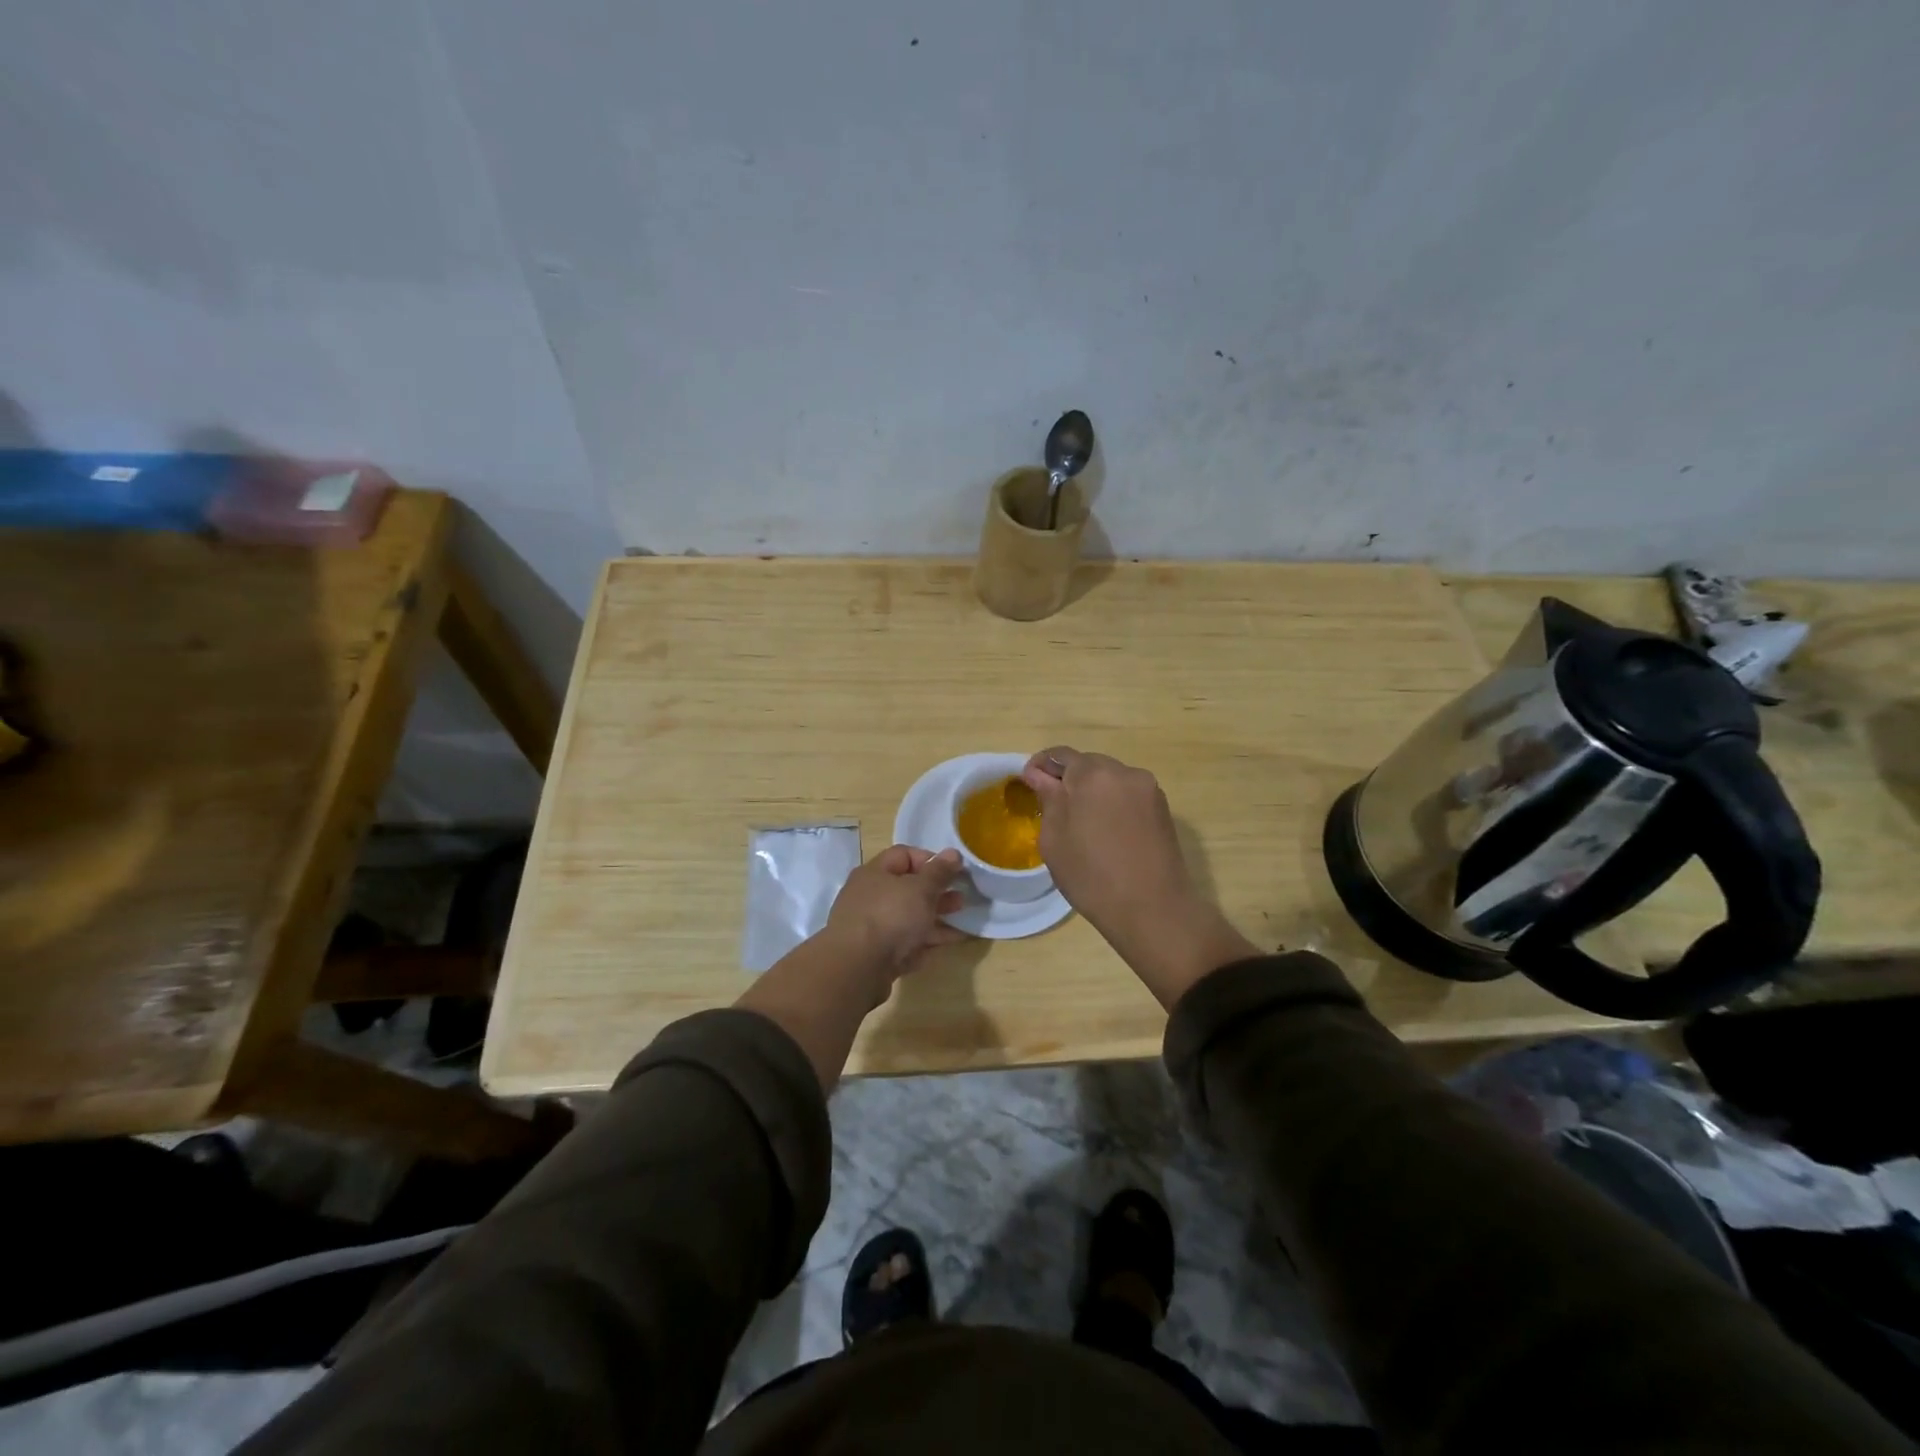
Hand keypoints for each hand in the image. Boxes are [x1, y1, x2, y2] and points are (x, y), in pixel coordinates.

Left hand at [824, 845, 966, 989]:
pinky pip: (906, 942)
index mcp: (874, 873)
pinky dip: (926, 941)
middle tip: (961, 899)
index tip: (954, 872)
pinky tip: (948, 944)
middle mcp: (870, 896)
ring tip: (962, 923)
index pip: (904, 855)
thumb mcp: (920, 889)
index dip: (931, 860)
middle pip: (908, 888)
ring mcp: (871, 927)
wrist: (857, 969)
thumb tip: (953, 853)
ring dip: (936, 918)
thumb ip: (939, 872)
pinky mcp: (877, 954)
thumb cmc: (890, 917)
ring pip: (909, 917)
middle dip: (937, 893)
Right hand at [1022, 747, 1257, 1007]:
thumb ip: (1047, 798)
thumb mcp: (1054, 839)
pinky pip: (1128, 794)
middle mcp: (1123, 771)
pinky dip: (1113, 803)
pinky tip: (1107, 830)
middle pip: (1087, 764)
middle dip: (1068, 779)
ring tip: (1082, 822)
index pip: (1059, 755)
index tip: (1029, 785)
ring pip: (1110, 779)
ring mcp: (1147, 788)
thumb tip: (1039, 775)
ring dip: (1093, 791)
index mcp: (1091, 774)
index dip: (1040, 766)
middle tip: (1054, 807)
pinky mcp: (1162, 807)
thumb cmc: (1092, 876)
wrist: (1152, 908)